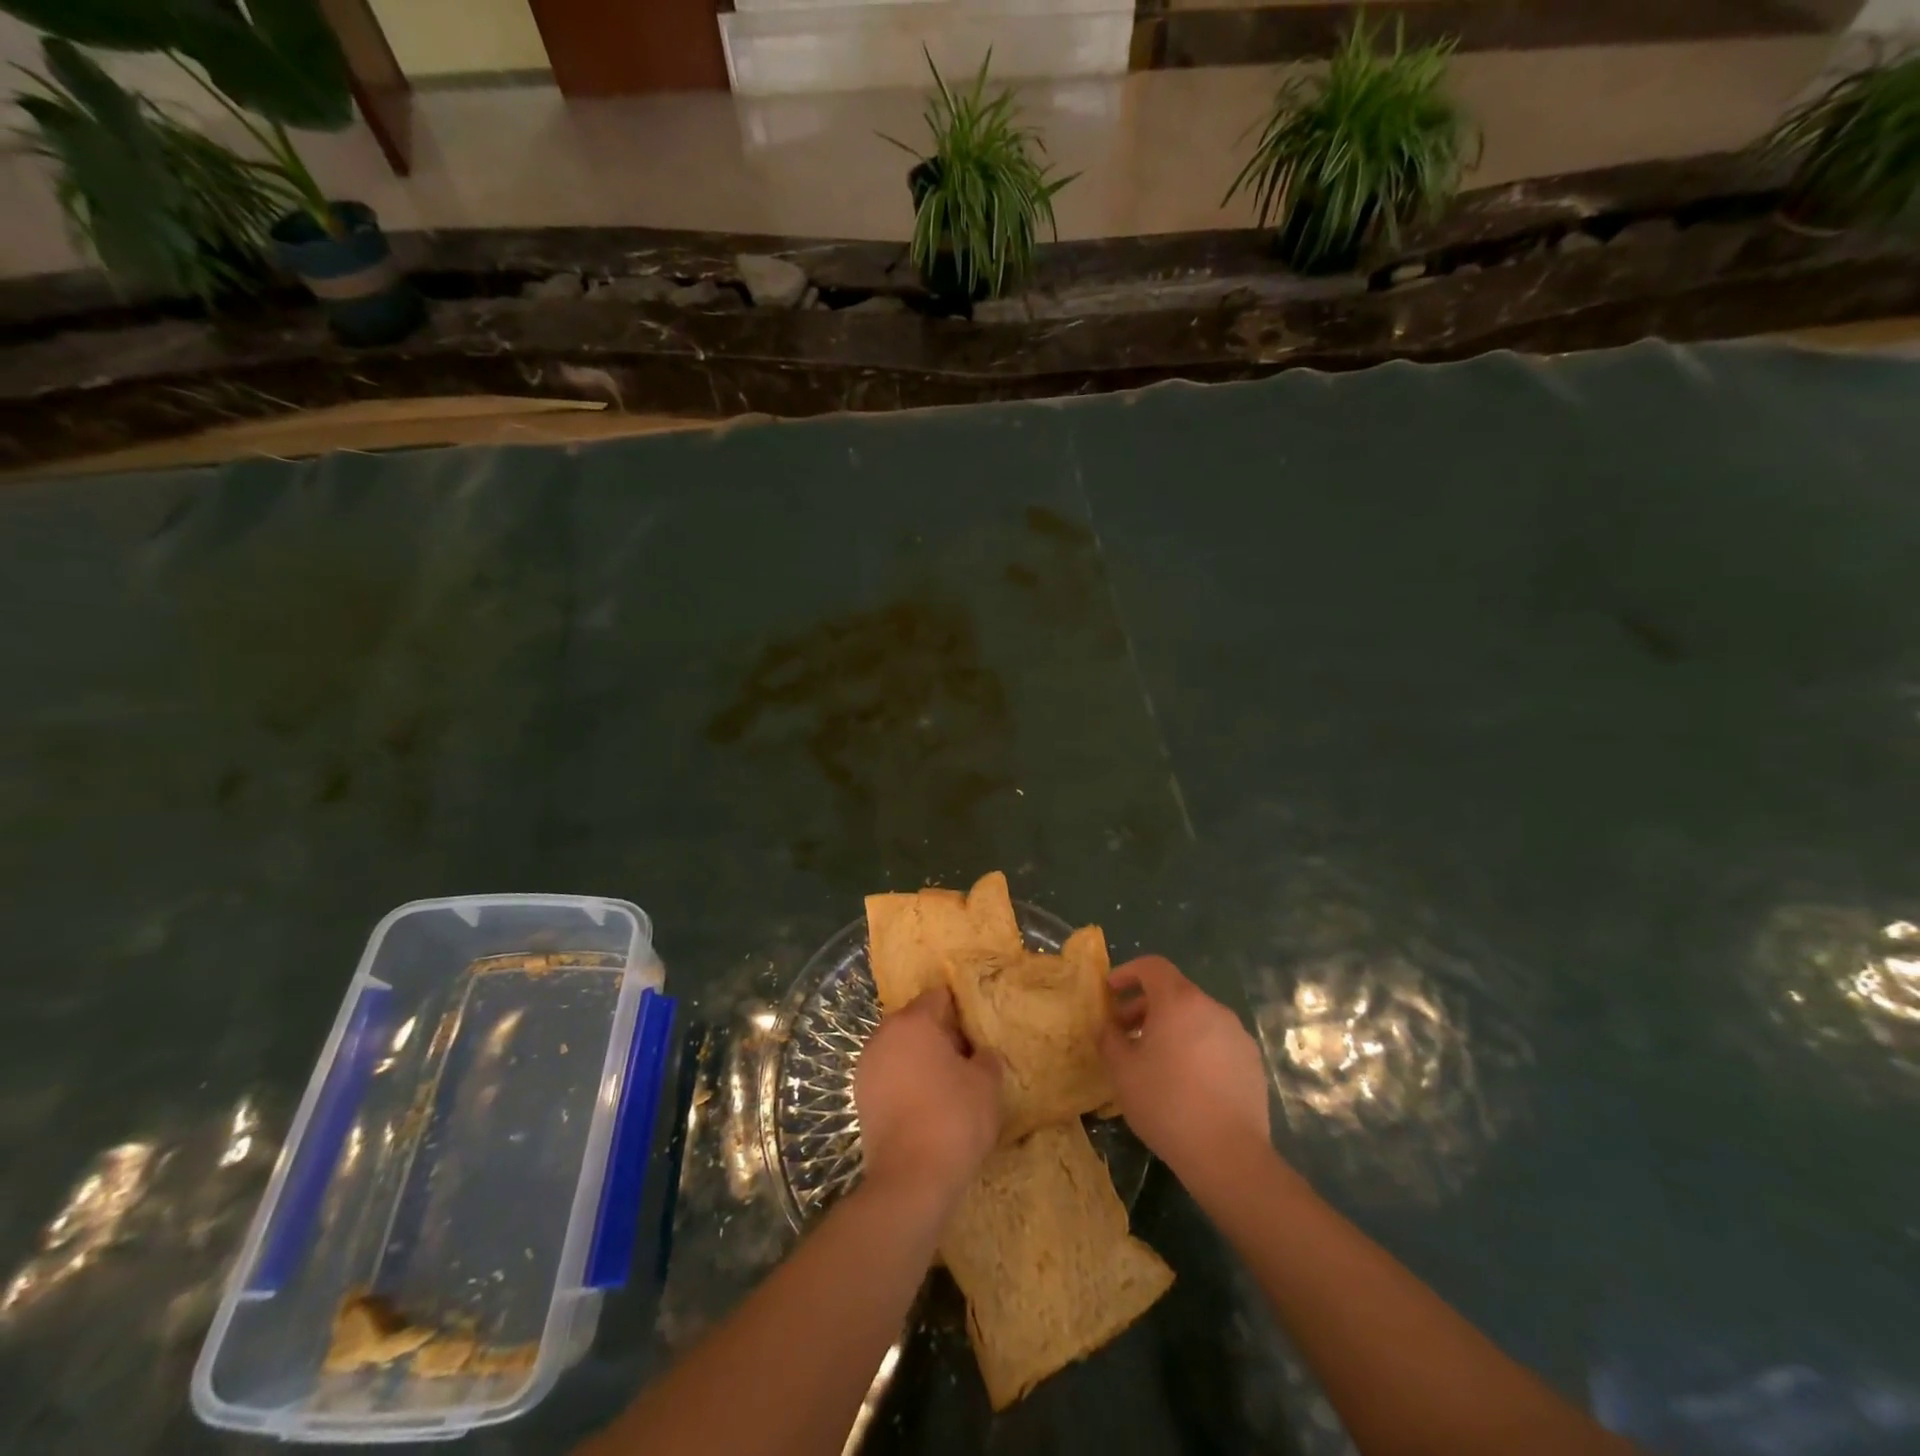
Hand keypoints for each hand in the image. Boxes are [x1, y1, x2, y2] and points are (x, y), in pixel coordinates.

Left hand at [855, 987, 1003, 1210]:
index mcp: (913, 1021)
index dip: (960, 1011)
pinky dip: (906, 1083)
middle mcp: (884, 1035)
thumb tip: (979, 1054)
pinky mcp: (860, 1097)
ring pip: (900, 1049)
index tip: (977, 1032)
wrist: (910, 1179)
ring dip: (920, 1059)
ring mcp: (867, 1066)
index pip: (938, 997)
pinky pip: (889, 1076)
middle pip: (915, 1022)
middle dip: (939, 1034)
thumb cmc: (953, 1118)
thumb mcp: (987, 1083)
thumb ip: (986, 1057)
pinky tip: (926, 1106)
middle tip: (966, 1059)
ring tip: (948, 1085)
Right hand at [1099, 956, 1271, 1200]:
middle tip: (1124, 1033)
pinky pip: (1215, 1041)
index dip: (1128, 972)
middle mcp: (1212, 1008)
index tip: (1110, 991)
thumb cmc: (1166, 1103)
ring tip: (1154, 1060)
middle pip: (1174, 992)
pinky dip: (1195, 1047)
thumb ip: (1109, 1038)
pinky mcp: (1252, 1062)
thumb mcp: (1122, 1070)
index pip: (1152, 966)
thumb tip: (1108, 1027)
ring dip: (1171, 1028)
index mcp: (1179, 1001)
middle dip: (1145, 1006)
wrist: (1228, 1155)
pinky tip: (1186, 1082)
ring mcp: (1236, 1034)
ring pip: (1196, 1017)